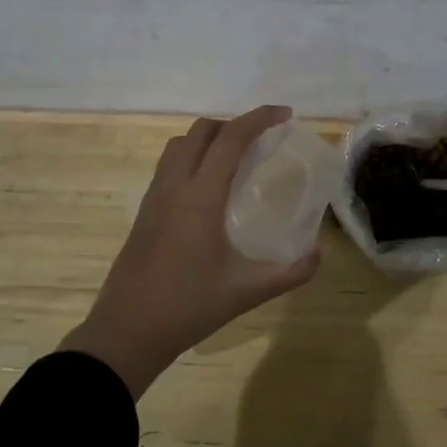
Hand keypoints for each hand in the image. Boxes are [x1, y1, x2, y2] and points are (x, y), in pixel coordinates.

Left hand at [62, 106, 321, 396]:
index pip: (231, 138)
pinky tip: (208, 188)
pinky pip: (169, 165)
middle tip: (262, 141)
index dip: (260, 119)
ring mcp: (154, 196)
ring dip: (209, 139)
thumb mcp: (247, 291)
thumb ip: (290, 272)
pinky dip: (192, 157)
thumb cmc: (188, 307)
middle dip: (234, 124)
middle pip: (202, 131)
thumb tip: (319, 254)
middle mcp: (174, 185)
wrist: (126, 331)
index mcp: (200, 196)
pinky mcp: (144, 210)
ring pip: (180, 144)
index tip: (285, 115)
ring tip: (235, 158)